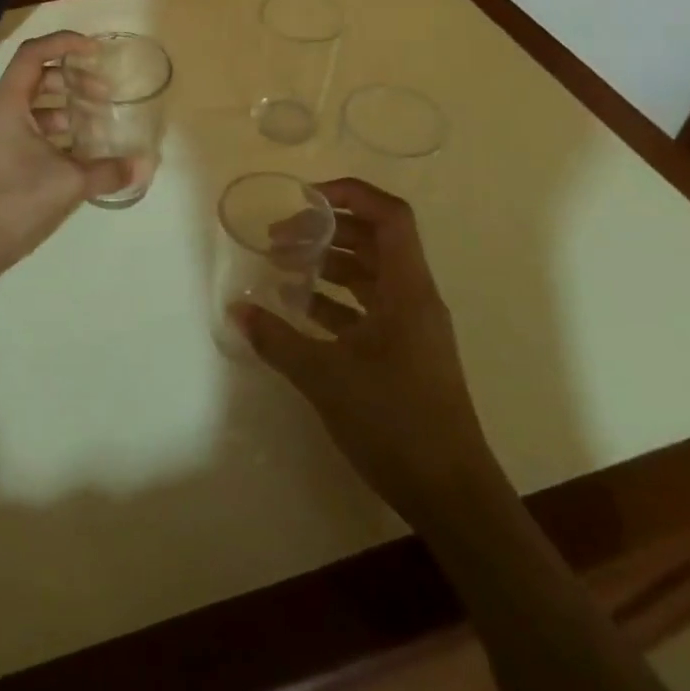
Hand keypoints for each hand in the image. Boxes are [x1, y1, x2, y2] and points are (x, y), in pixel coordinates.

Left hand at [0, 32, 131, 282]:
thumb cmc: (13, 202)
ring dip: (64, 109)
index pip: (33, 53)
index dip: (65, 43)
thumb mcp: (68, 183)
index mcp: (6, 104)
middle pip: (35, 79)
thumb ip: (108, 170)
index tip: (96, 51)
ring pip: (32, 108)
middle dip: (71, 80)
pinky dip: (53, 134)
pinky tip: (79, 154)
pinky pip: (27, 132)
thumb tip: (144, 164)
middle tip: (103, 95)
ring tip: (96, 124)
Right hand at [236, 178, 500, 520]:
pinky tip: (301, 311)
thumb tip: (237, 311)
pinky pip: (368, 307)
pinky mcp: (405, 354)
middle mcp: (414, 299)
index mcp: (407, 290)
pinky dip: (336, 300)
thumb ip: (277, 339)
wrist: (452, 496)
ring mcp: (412, 328)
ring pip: (370, 275)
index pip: (390, 216)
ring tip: (284, 268)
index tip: (305, 199)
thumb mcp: (325, 377)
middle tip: (280, 237)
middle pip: (375, 241)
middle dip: (327, 230)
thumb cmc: (394, 422)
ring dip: (329, 265)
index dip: (351, 194)